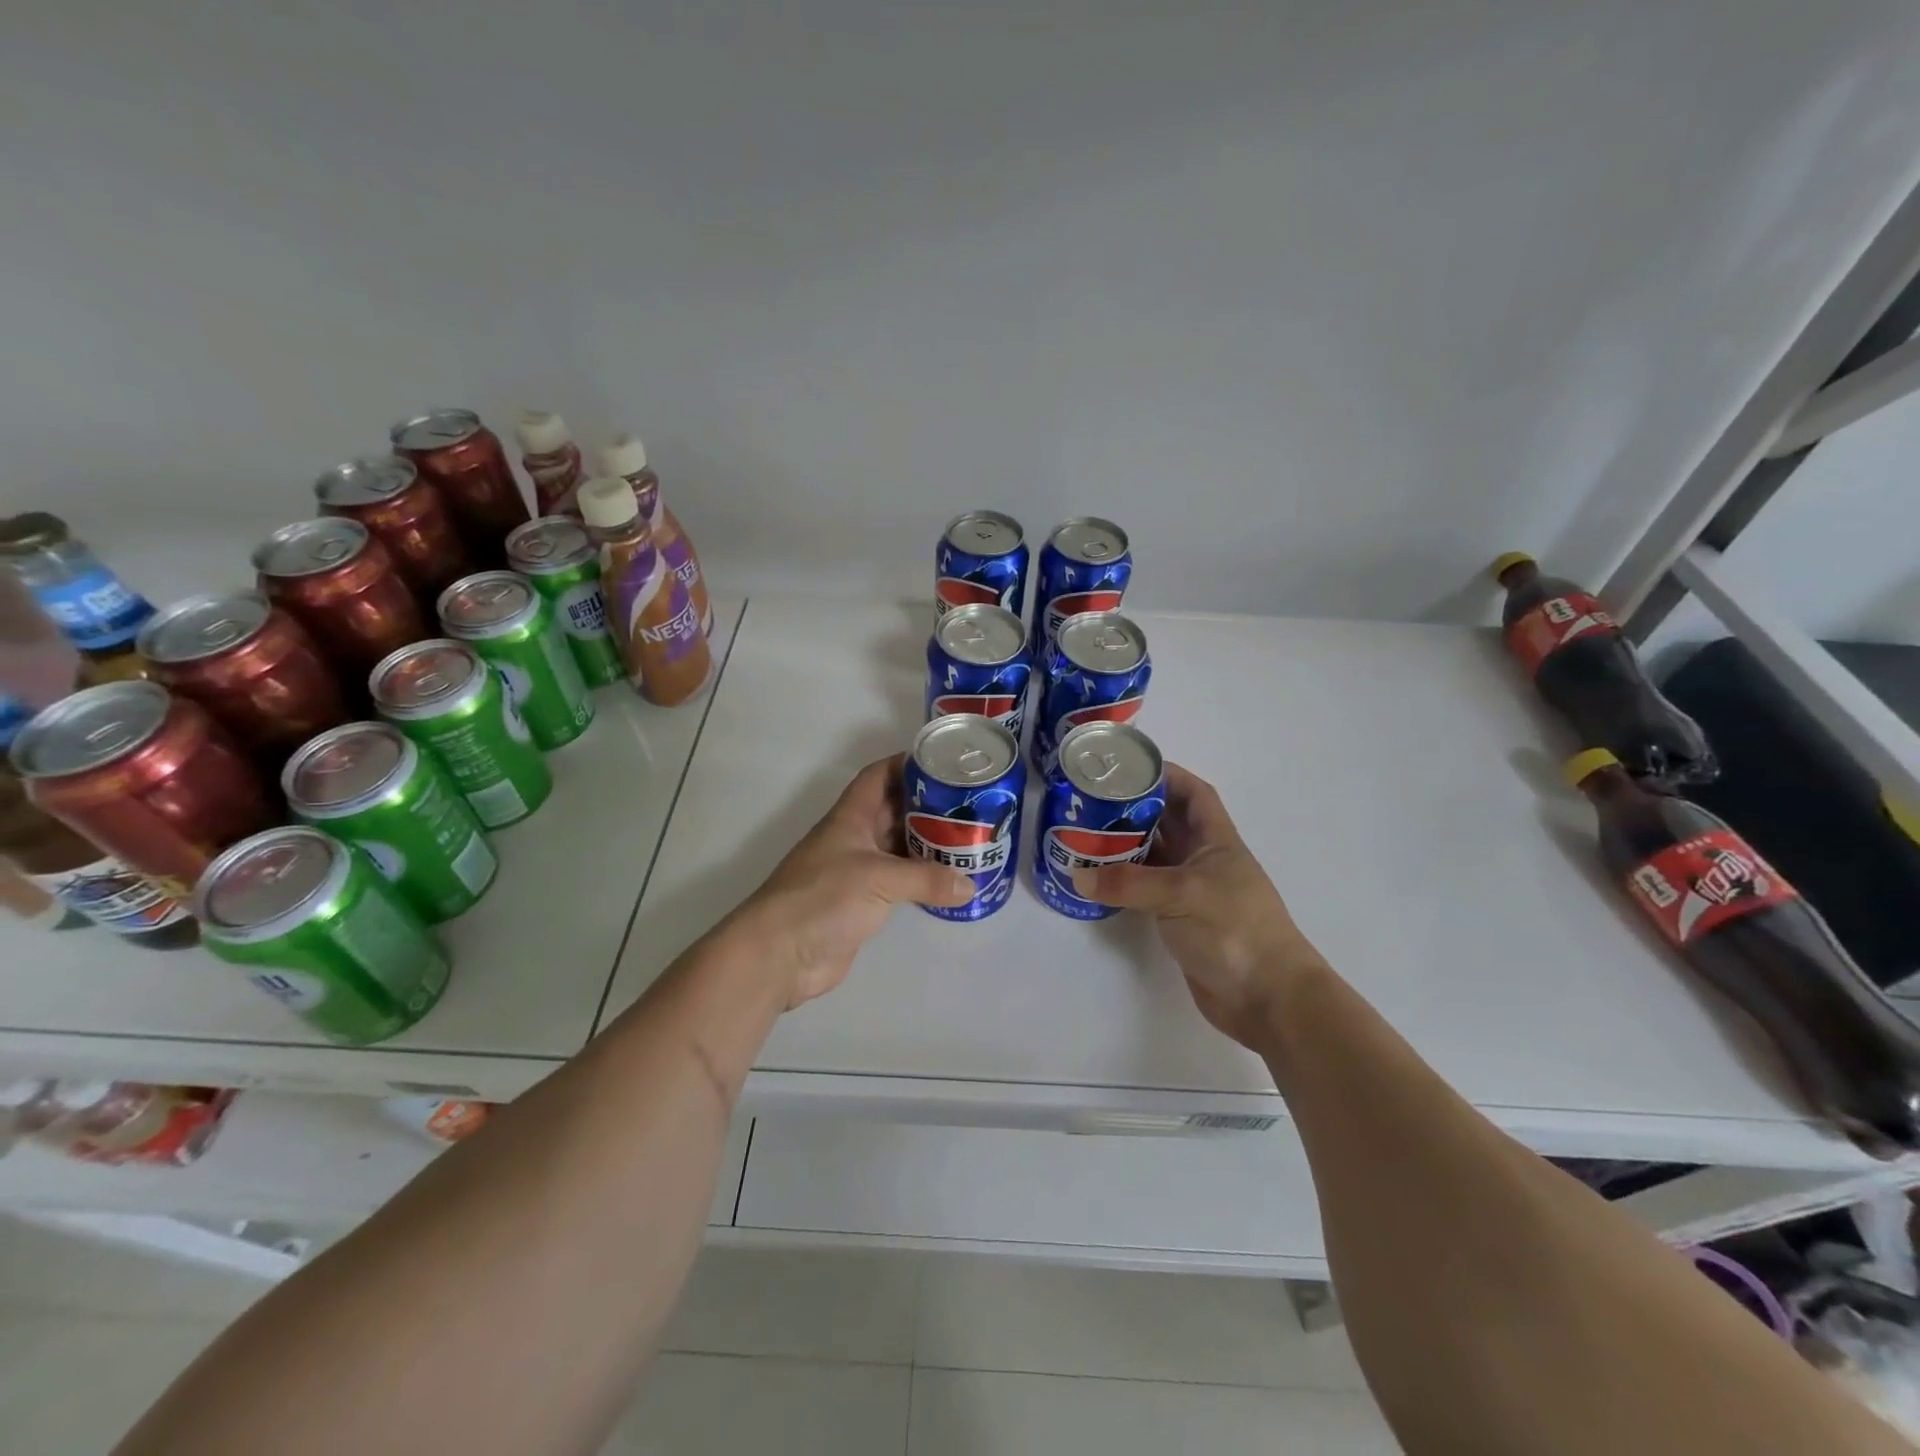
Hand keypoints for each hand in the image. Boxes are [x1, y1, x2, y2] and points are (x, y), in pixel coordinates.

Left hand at [734, 755, 972, 1008]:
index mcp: (850, 818)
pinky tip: (950, 881)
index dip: (906, 764)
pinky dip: (922, 879)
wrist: (780, 954)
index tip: (943, 762)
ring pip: (898, 847)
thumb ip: (926, 879)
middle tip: (969, 804)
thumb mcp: (878, 879)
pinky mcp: (862, 902)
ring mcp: (857, 871)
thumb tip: (970, 885)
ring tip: (968, 839)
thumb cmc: (822, 898)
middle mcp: (854, 838)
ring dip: (928, 843)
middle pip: (894, 810)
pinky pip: (898, 882)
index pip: (878, 777)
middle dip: (928, 805)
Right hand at [1075, 764, 1329, 1048]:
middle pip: (1168, 823)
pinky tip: (1097, 881)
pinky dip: (1124, 884)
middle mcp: (1204, 861)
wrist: (1267, 998)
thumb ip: (1129, 883)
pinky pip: (1147, 891)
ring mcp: (1193, 892)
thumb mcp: (1182, 895)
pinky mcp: (1181, 921)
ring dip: (1125, 847)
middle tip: (1092, 802)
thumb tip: (1079, 875)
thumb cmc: (1234, 930)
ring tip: (1085, 836)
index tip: (1129, 768)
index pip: (1194, 794)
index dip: (1167, 775)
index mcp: (1217, 841)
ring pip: (1155, 858)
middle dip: (1135, 809)